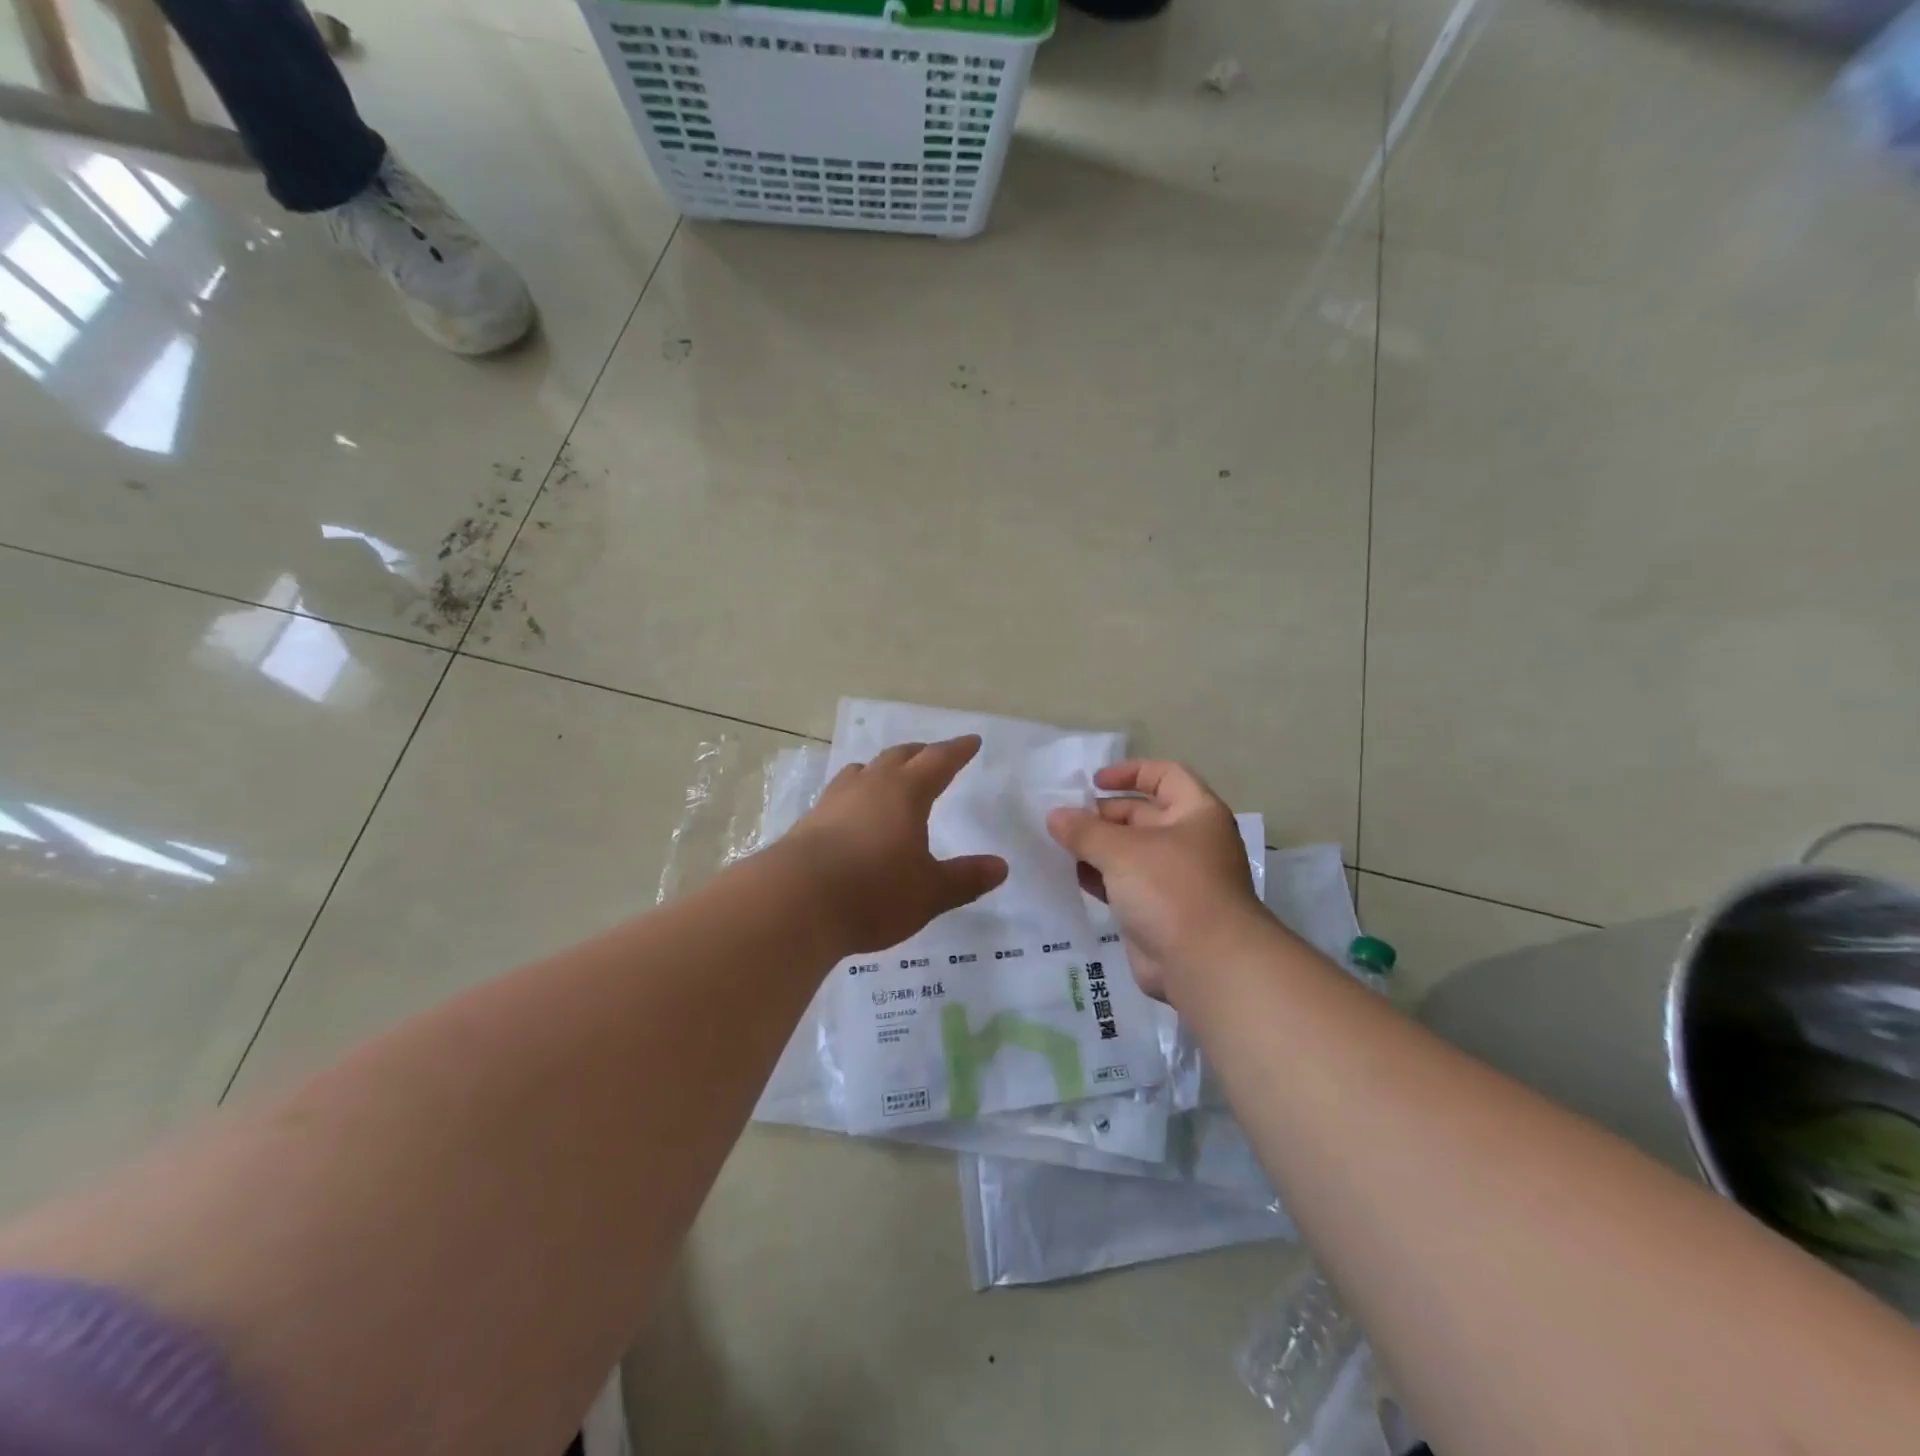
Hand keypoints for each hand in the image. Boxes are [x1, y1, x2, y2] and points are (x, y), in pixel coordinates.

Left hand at [784, 736, 1008, 954]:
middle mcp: (870, 786)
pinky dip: (855, 793)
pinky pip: (839, 794)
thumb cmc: (873, 893)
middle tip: (933, 755)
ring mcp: (834, 801)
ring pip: (863, 771)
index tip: (971, 741)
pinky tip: (852, 813)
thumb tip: (1001, 866)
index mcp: (905, 793)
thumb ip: (965, 878)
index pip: (938, 761)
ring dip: (882, 768)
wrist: (794, 903)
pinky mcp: (809, 821)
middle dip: (920, 754)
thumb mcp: (929, 892)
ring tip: (889, 776)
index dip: (957, 751)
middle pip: (898, 757)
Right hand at [1046, 760, 1264, 999]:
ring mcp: (1175, 879)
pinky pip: (1125, 885)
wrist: (1206, 964)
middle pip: (1142, 814)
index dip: (1130, 772)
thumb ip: (1084, 830)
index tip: (1093, 783)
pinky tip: (1072, 876)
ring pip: (1130, 852)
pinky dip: (1100, 878)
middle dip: (1102, 815)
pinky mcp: (1159, 911)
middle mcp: (1189, 841)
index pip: (1165, 775)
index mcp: (1196, 813)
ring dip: (1096, 848)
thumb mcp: (1121, 850)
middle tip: (1062, 820)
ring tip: (1057, 846)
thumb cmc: (1170, 889)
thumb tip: (1055, 815)